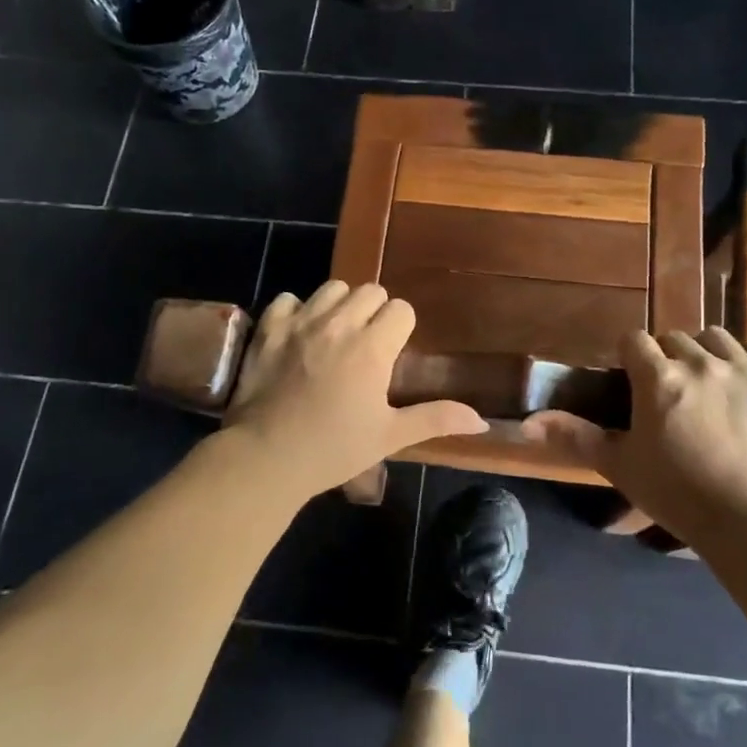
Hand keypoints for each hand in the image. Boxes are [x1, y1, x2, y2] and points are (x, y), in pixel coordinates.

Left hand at [223, 281, 487, 497]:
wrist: (265, 458)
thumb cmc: (333, 449)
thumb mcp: (390, 437)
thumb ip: (435, 419)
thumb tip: (481, 420)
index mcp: (372, 347)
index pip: (401, 309)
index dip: (401, 328)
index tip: (392, 353)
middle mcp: (339, 324)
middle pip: (370, 291)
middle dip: (374, 312)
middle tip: (367, 345)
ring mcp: (301, 322)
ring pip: (332, 288)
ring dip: (339, 306)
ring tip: (335, 335)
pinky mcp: (269, 328)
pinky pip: (288, 299)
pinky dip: (296, 311)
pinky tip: (298, 335)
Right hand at [524, 327, 746, 542]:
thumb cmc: (678, 493)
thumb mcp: (620, 466)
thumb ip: (575, 438)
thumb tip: (527, 423)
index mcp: (657, 378)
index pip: (633, 340)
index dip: (630, 357)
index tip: (633, 380)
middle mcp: (699, 362)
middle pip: (675, 337)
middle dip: (668, 357)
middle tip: (671, 392)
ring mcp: (744, 367)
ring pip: (717, 337)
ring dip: (707, 352)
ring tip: (709, 381)